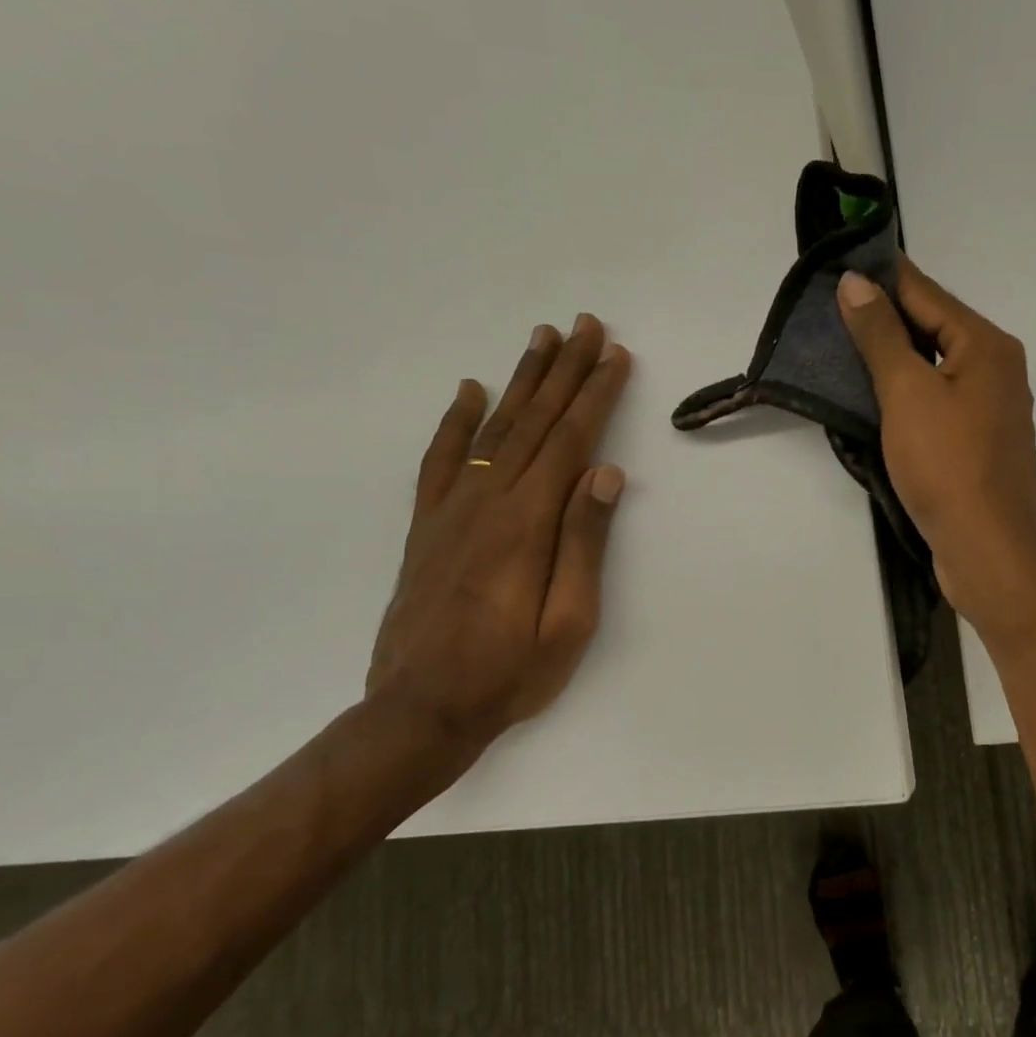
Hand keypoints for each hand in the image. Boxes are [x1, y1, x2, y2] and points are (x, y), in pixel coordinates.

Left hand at [365, 314, 631, 767]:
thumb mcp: (569, 620)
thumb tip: (605, 472)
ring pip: (494, 427)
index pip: (571, 440)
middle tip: (585, 326)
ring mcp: (453, 508)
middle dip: (565, 370)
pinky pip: (443, 458)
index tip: (615, 355)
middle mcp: (489, 500)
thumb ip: (584, 541)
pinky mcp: (429, 524)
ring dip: (521, 380)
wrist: (420, 710)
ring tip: (541, 339)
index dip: (596, 394)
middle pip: (534, 420)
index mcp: (529, 521)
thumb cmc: (510, 672)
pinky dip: (457, 420)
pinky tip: (469, 389)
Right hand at [838, 261, 1035, 646]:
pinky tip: (869, 396)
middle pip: (931, 327)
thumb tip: (856, 281)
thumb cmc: (948, 465)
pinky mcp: (974, 443)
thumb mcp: (907, 392)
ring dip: (889, 357)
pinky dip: (902, 393)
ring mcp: (987, 408)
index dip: (880, 276)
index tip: (836, 265)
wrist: (988, 551)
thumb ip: (880, 335)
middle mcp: (994, 368)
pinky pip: (933, 401)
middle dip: (881, 317)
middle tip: (825, 311)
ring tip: (837, 348)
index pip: (925, 292)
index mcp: (986, 345)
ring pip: (930, 366)